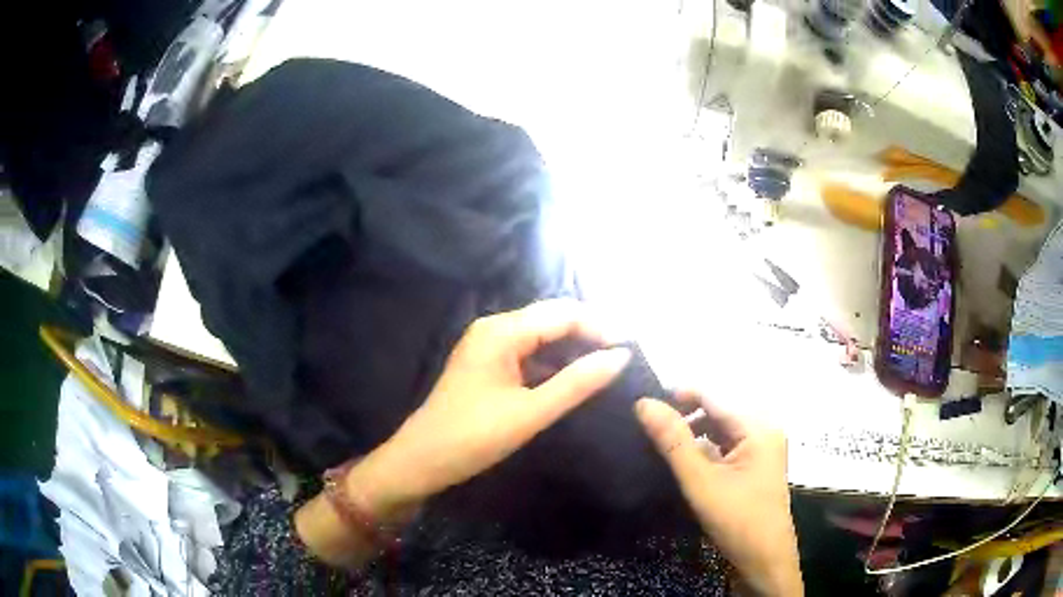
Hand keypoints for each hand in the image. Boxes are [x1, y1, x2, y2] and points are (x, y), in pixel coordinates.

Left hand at [360, 299, 631, 509]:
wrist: (421, 461)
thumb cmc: (473, 437)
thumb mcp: (530, 413)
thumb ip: (577, 383)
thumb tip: (620, 357)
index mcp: (501, 331)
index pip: (563, 314)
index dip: (601, 326)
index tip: (633, 346)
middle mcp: (494, 328)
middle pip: (552, 318)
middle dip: (590, 332)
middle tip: (625, 354)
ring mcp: (489, 345)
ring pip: (541, 336)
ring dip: (574, 347)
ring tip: (609, 363)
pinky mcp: (488, 364)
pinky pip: (529, 353)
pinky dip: (554, 362)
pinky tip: (575, 375)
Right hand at [635, 393, 802, 596]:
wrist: (765, 559)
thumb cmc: (737, 519)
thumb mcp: (701, 481)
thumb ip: (673, 441)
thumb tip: (644, 403)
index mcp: (757, 426)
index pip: (712, 395)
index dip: (677, 395)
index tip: (642, 405)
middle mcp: (763, 429)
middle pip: (717, 410)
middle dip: (684, 416)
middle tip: (647, 427)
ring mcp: (762, 448)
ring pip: (720, 429)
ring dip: (693, 433)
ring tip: (660, 443)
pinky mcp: (756, 464)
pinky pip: (726, 445)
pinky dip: (705, 448)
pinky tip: (684, 460)